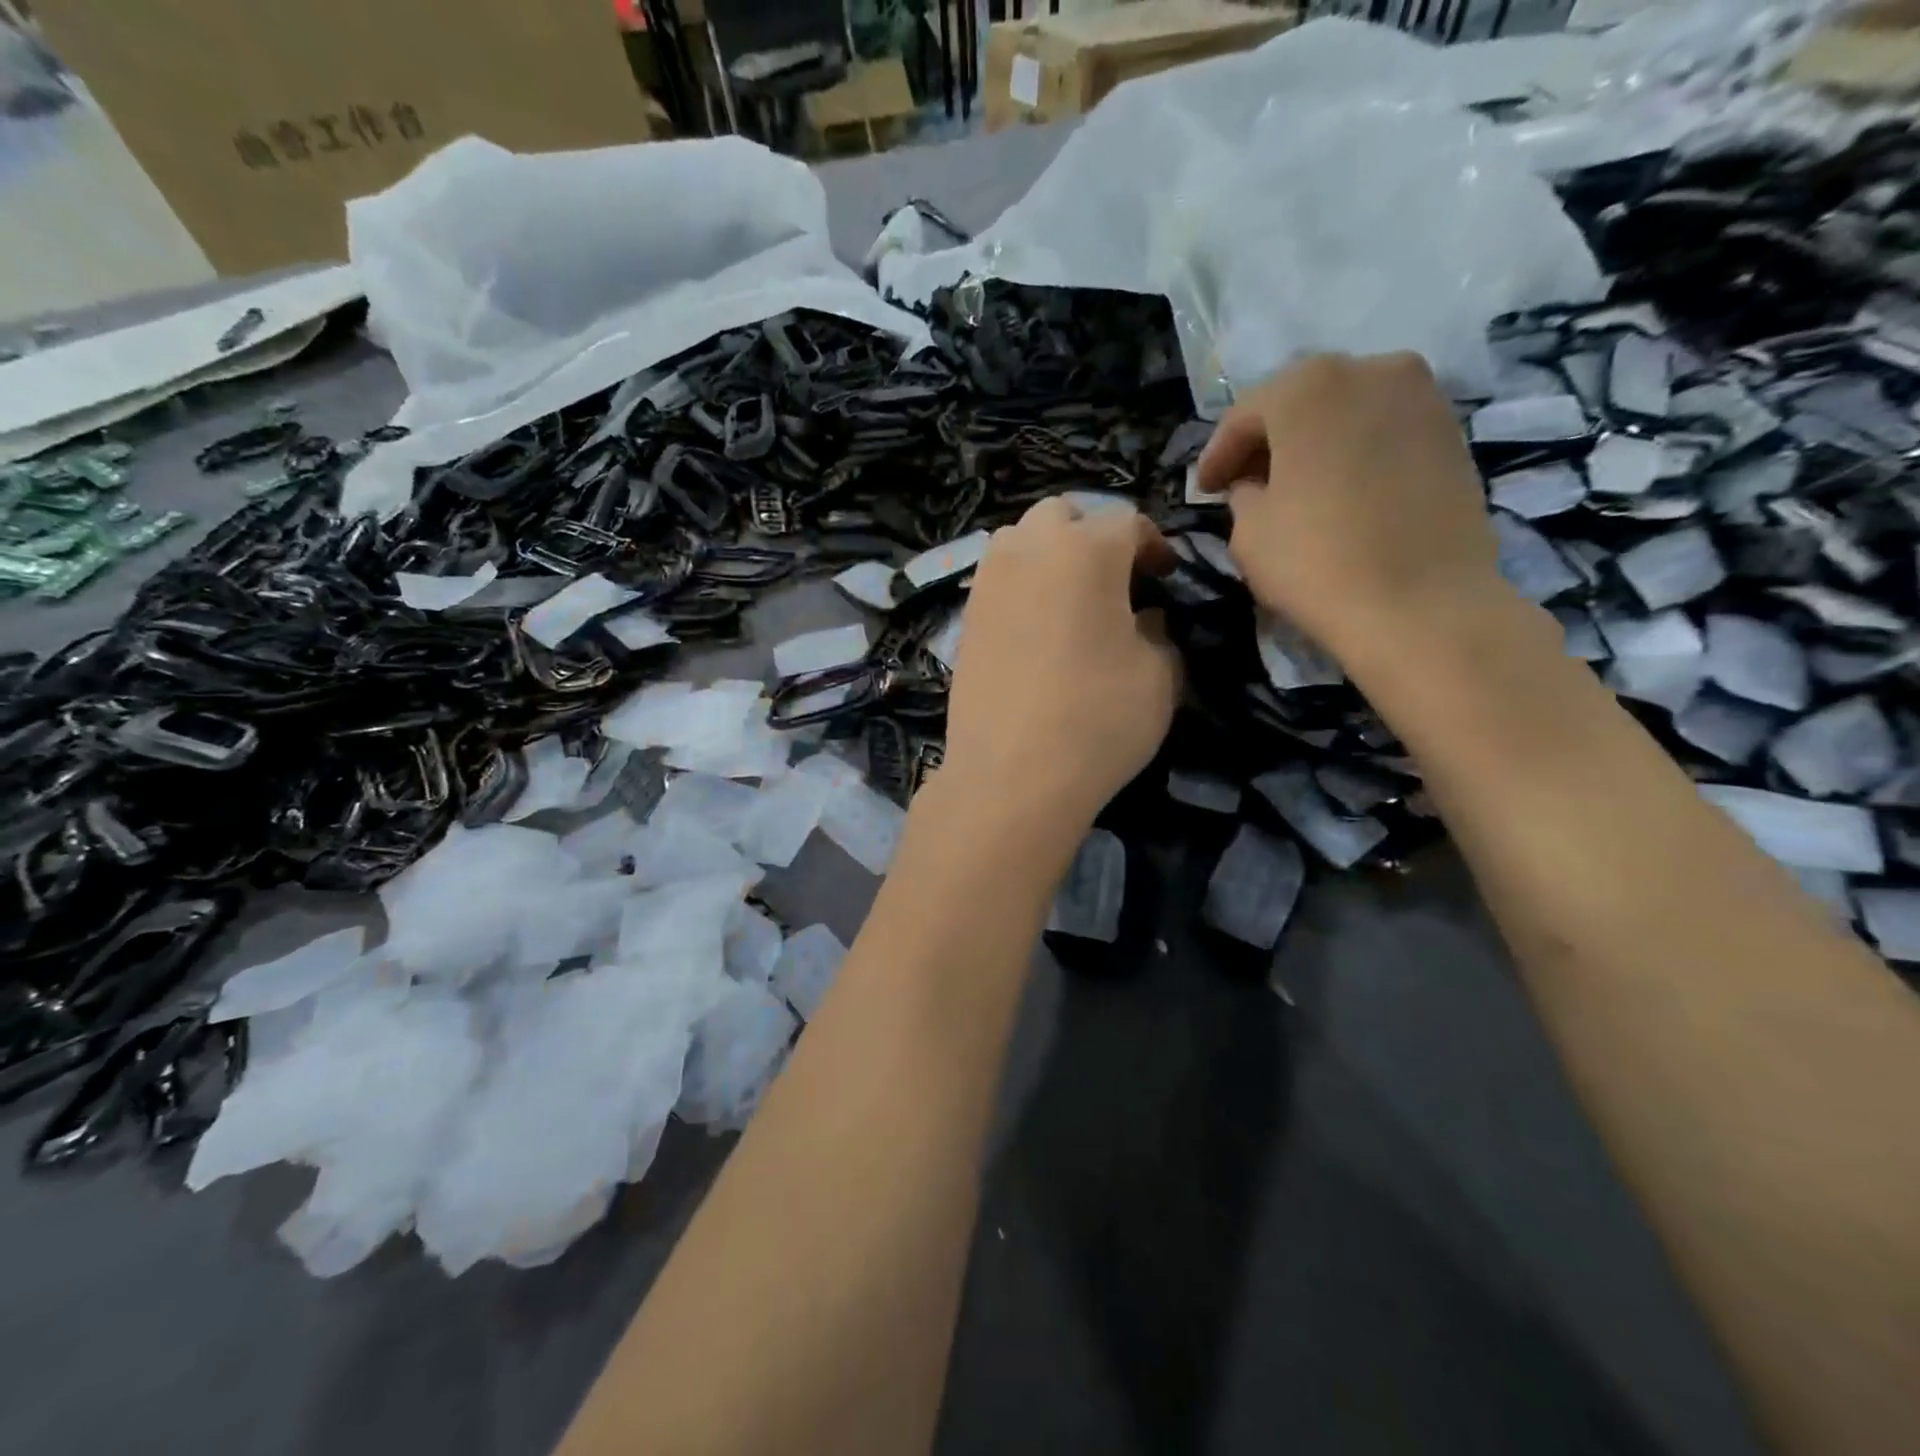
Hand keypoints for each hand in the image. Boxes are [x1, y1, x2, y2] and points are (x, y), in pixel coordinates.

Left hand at [942, 498, 1181, 833]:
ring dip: (1050, 553)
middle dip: (1093, 536)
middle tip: (1114, 579)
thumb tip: (1145, 619)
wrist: (1010, 776)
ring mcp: (988, 580)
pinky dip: (1022, 584)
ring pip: (1021, 539)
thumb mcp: (1159, 676)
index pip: (1128, 522)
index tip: (1164, 577)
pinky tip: (1037, 627)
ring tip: (1072, 598)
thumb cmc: (1097, 720)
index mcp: (1086, 549)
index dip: (1153, 546)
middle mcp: (1030, 548)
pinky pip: (998, 577)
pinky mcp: (966, 615)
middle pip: (1064, 515)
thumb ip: (1160, 632)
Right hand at [1195, 353, 1505, 660]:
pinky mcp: (1453, 432)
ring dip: (1315, 444)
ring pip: (1347, 412)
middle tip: (1245, 482)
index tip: (1204, 489)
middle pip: (1301, 401)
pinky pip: (1384, 432)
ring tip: (1295, 487)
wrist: (1421, 603)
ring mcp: (1422, 397)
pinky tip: (1341, 492)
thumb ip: (1243, 495)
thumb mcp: (1248, 531)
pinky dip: (1355, 453)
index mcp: (1308, 387)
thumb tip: (1257, 488)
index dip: (1218, 454)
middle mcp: (1370, 370)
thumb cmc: (1316, 560)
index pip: (1245, 415)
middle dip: (1268, 441)